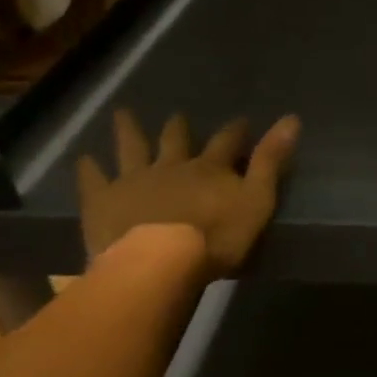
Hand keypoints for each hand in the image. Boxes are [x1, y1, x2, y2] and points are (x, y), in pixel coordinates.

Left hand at [76, 109, 300, 275]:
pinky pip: (94, 179)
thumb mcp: (257, 199)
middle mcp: (172, 166)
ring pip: (132, 148)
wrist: (159, 262)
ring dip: (129, 131)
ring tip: (122, 113)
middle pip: (176, 140)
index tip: (241, 120)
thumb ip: (271, 161)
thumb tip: (292, 118)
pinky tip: (84, 159)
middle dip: (179, 128)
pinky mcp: (103, 201)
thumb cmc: (217, 237)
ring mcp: (134, 180)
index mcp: (210, 168)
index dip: (236, 130)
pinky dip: (89, 168)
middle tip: (178, 116)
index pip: (227, 141)